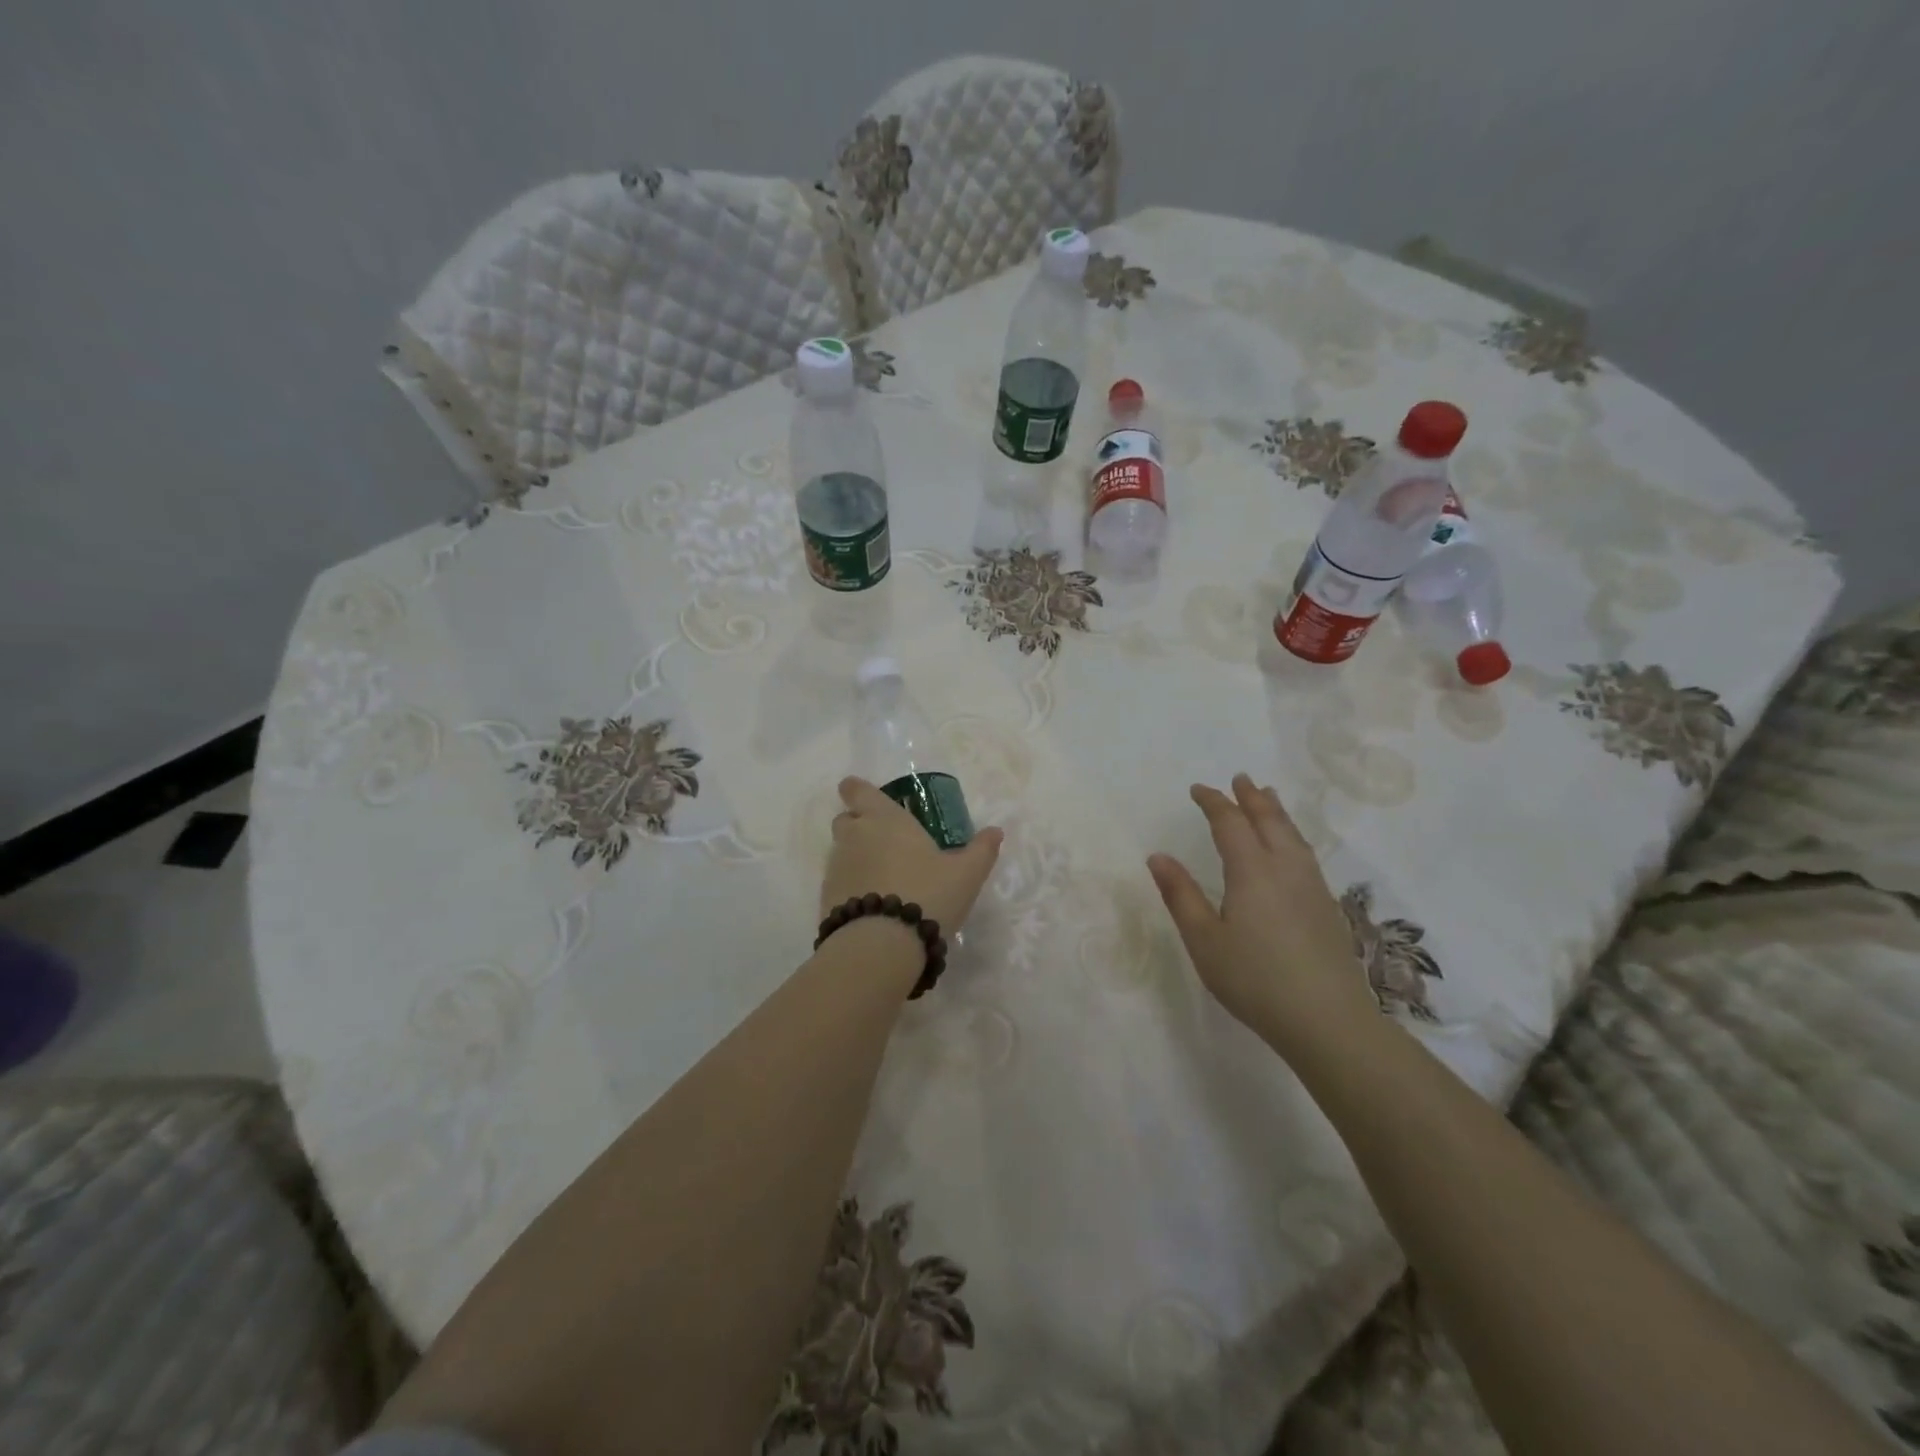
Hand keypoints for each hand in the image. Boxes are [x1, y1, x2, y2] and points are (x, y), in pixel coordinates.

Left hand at [821, 778, 1004, 939]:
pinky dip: (851, 887)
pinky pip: (838, 882)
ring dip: (857, 859)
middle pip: (845, 819)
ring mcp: (836, 867)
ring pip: (841, 852)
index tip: (870, 801)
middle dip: (859, 825)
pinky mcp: (826, 897)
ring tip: (886, 880)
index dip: (858, 791)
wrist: (882, 945)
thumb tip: (995, 832)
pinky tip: (874, 906)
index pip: (856, 789)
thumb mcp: (966, 874)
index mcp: (884, 818)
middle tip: (887, 843)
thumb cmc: (927, 894)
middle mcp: (854, 836)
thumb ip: (981, 850)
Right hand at [1147, 774, 1377, 1049]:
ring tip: (1268, 797)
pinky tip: (1291, 847)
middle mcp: (1285, 868)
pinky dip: (1292, 834)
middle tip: (1240, 779)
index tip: (1198, 789)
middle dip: (1251, 797)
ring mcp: (1312, 886)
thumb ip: (1180, 895)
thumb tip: (1157, 856)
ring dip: (1276, 812)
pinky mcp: (1327, 906)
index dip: (1213, 802)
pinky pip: (1306, 853)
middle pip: (1268, 820)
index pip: (1230, 823)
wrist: (1328, 1019)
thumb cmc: (1255, 979)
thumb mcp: (1204, 940)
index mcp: (1252, 870)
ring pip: (1293, 834)